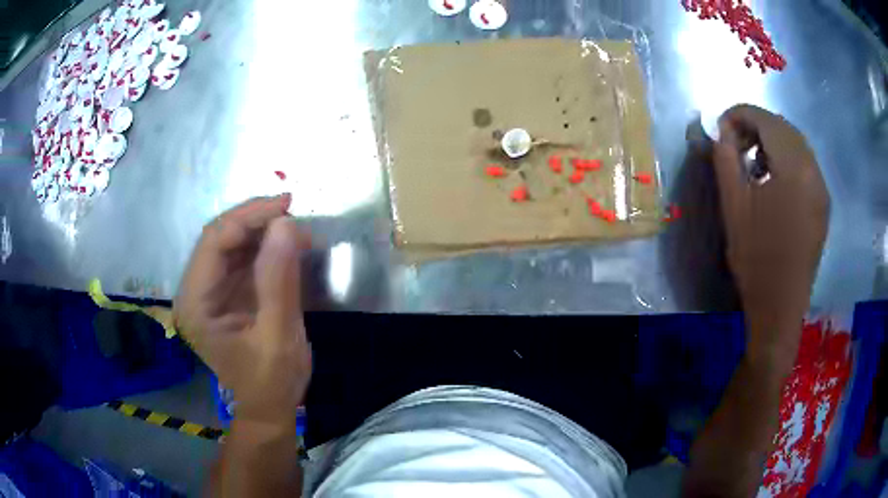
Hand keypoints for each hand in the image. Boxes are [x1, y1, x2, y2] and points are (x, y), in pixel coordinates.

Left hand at [174, 195, 311, 424]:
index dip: (248, 216)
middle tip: (293, 211)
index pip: (214, 241)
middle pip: (218, 237)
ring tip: (295, 229)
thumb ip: (278, 280)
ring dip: (261, 231)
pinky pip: (240, 258)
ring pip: (230, 243)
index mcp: (195, 303)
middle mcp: (194, 291)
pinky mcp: (224, 293)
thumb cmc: (272, 381)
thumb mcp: (278, 335)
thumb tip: (286, 224)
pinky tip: (285, 245)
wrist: (269, 408)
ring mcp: (208, 291)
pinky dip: (263, 247)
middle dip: (255, 220)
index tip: (287, 205)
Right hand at [713, 105, 828, 362]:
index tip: (721, 125)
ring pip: (797, 144)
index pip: (766, 120)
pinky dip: (786, 158)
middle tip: (734, 141)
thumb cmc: (755, 258)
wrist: (780, 307)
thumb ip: (725, 158)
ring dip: (772, 141)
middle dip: (756, 125)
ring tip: (752, 159)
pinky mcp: (822, 204)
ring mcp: (821, 188)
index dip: (740, 114)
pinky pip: (805, 164)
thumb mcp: (733, 206)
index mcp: (793, 169)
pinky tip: (772, 178)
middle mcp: (813, 171)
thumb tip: (721, 130)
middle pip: (784, 127)